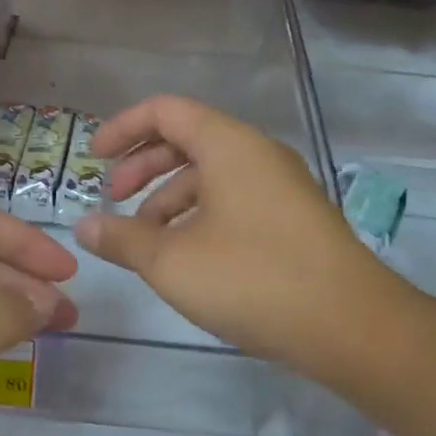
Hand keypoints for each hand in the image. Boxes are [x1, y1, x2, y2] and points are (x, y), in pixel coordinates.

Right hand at [72, 96, 401, 374]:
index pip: (165, 111)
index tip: (93, 158)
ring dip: (169, 197)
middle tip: (114, 198)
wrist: (351, 325)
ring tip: (144, 239)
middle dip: (143, 165)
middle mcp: (258, 154)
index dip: (123, 128)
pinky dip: (199, 215)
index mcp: (229, 145)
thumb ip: (122, 239)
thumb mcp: (171, 261)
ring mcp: (281, 186)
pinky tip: (185, 256)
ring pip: (211, 174)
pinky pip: (234, 200)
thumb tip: (84, 227)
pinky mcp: (293, 219)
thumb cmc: (252, 279)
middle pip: (188, 139)